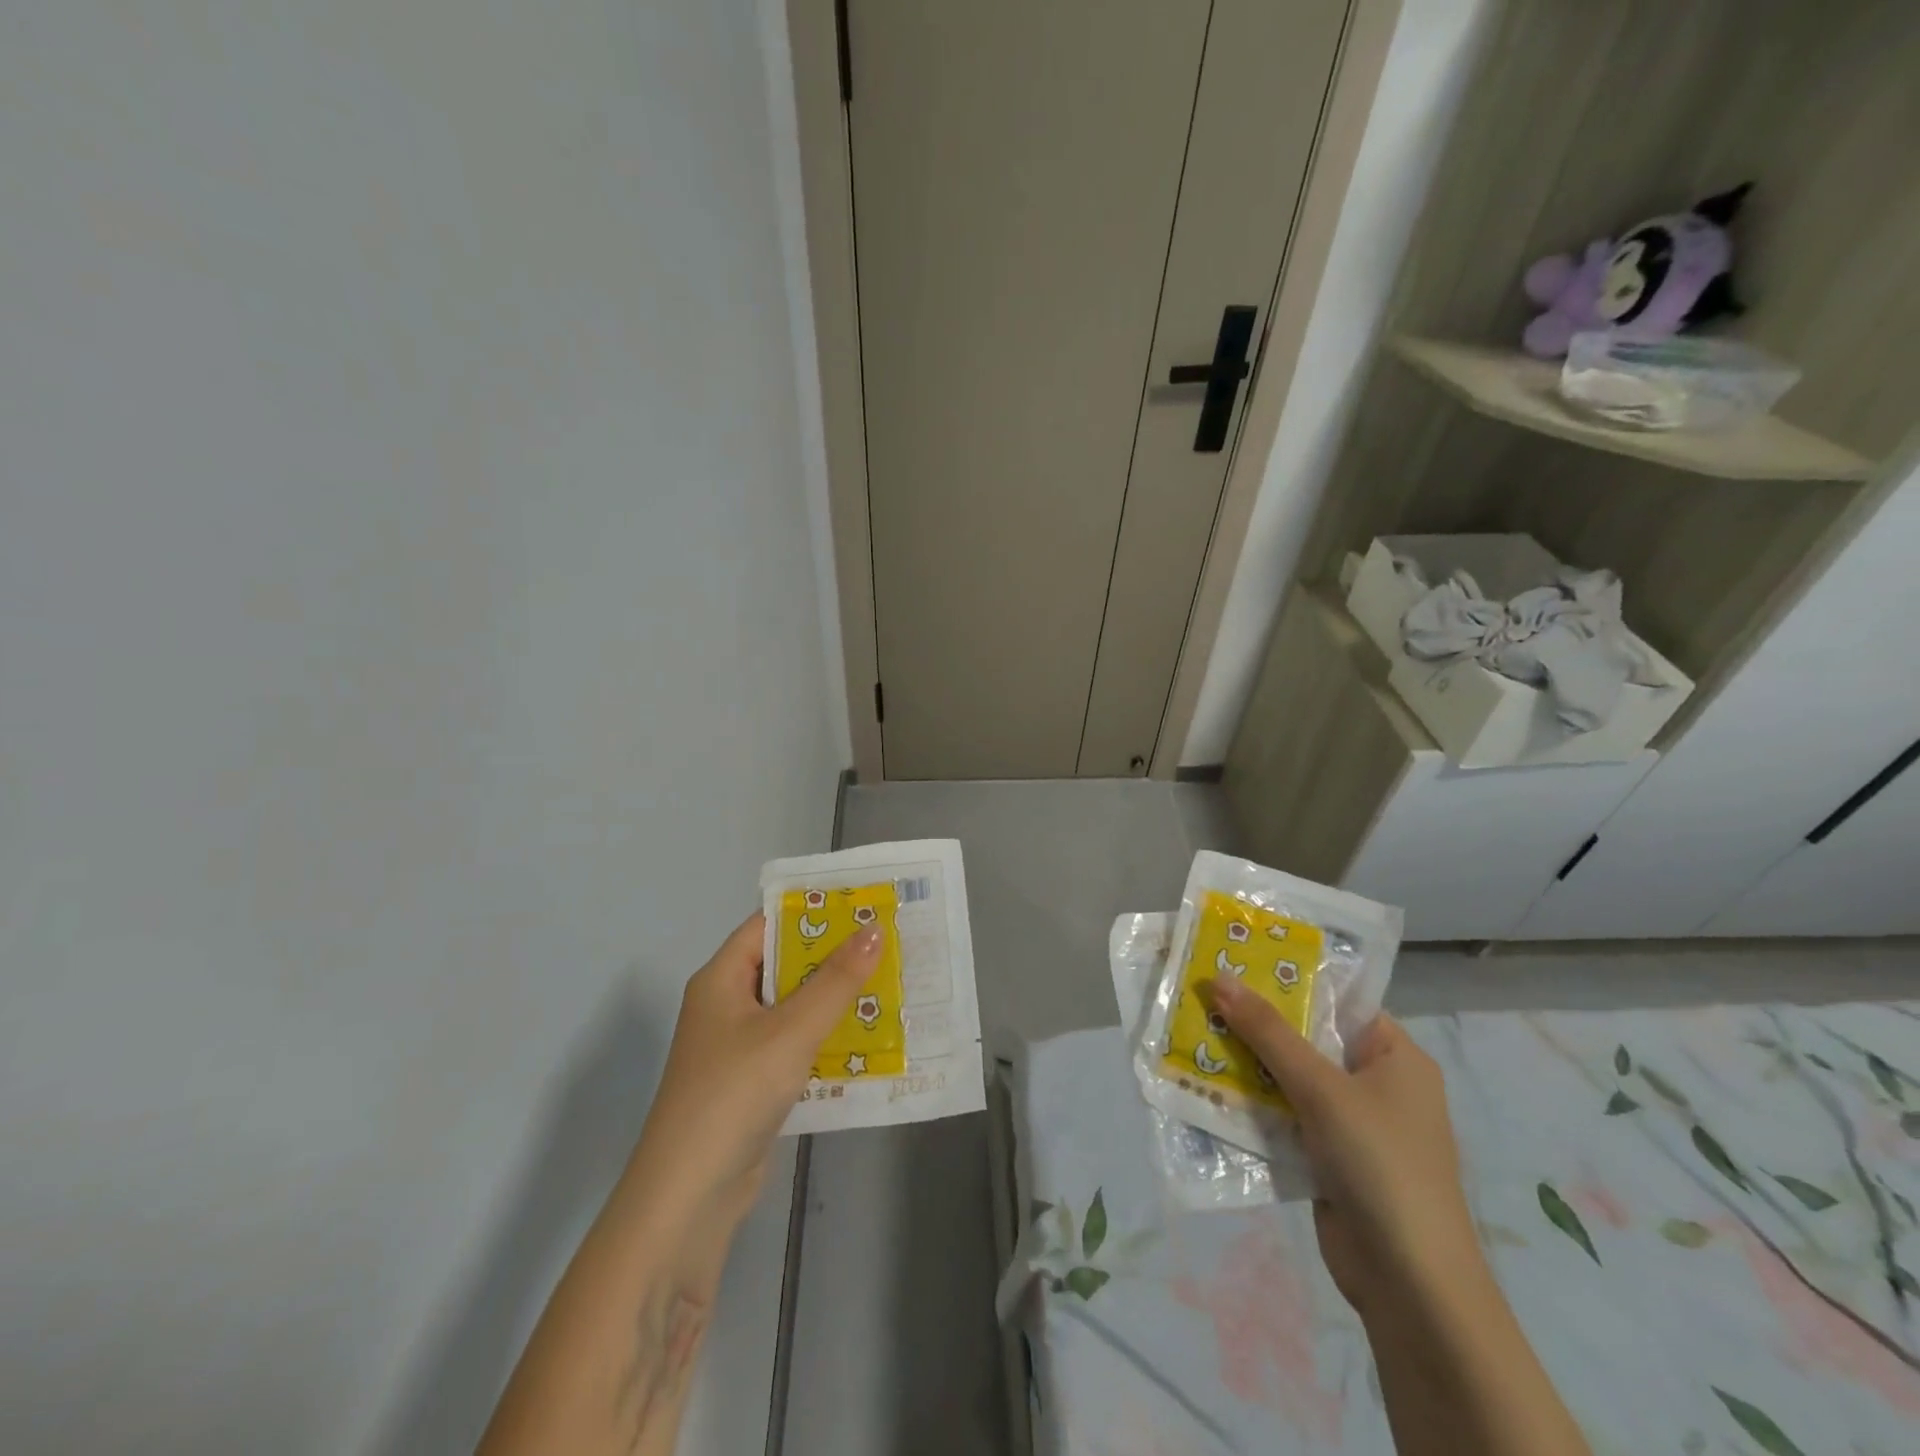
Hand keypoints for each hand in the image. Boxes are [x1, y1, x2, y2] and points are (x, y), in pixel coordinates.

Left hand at [627, 913, 882, 1229]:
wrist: (688, 1198)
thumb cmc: (734, 1094)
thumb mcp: (792, 1030)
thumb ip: (836, 980)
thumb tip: (874, 928)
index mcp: (721, 978)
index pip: (768, 925)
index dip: (813, 912)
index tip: (862, 903)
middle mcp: (726, 1005)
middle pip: (784, 965)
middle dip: (833, 956)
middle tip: (887, 942)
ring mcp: (738, 1047)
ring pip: (793, 1007)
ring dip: (835, 999)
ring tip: (889, 982)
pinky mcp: (752, 1083)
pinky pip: (795, 1045)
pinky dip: (826, 1037)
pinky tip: (868, 1037)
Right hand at [1207, 979, 1478, 1314]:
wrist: (1409, 1284)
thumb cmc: (1379, 1164)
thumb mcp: (1320, 1088)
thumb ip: (1268, 1032)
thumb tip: (1218, 978)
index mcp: (1396, 1057)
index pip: (1337, 1002)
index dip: (1287, 980)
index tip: (1235, 963)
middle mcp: (1378, 1084)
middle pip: (1308, 1039)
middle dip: (1257, 1024)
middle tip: (1202, 995)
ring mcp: (1354, 1124)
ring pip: (1291, 1078)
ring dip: (1248, 1064)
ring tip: (1194, 1032)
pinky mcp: (1330, 1158)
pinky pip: (1286, 1116)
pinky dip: (1254, 1104)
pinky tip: (1209, 1087)